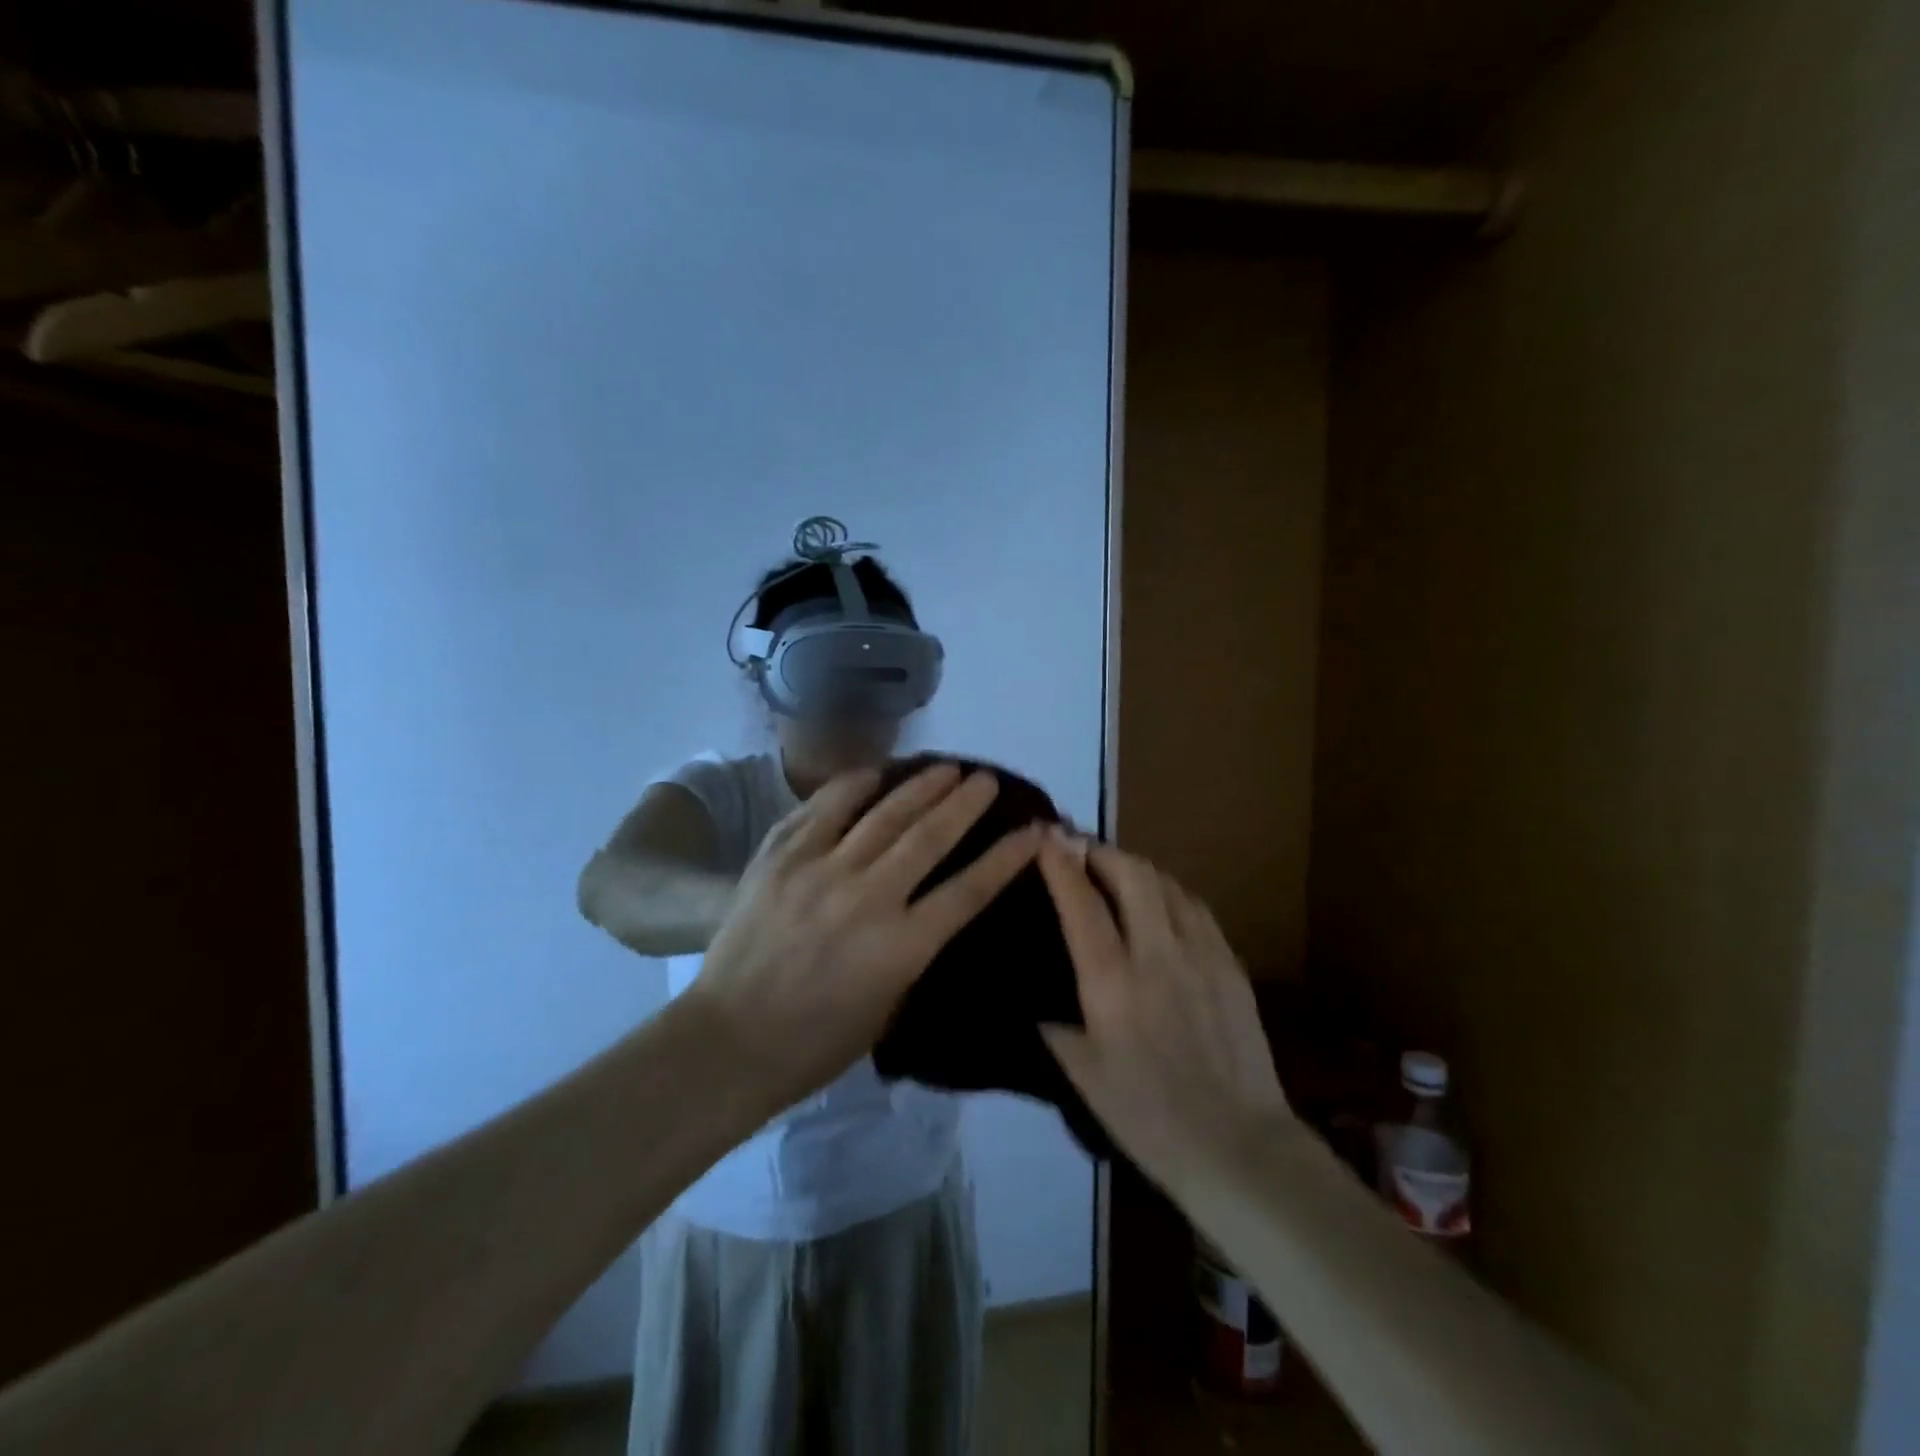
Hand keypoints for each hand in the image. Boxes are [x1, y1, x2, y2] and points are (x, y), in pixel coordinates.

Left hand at [687, 761, 1042, 1110]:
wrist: (728, 1041)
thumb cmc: (815, 1043)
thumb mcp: (887, 1009)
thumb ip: (913, 952)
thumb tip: (930, 909)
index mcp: (901, 948)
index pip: (969, 890)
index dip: (1007, 857)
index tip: (1032, 830)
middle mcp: (868, 898)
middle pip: (930, 837)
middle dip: (966, 804)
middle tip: (987, 780)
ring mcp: (820, 870)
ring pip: (883, 814)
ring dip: (921, 786)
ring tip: (946, 767)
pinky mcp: (781, 857)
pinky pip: (824, 807)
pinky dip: (853, 785)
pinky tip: (876, 772)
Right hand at [1037, 831, 1294, 1190]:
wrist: (1238, 1147)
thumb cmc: (1148, 1118)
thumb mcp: (1083, 1077)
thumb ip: (1056, 1027)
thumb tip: (1038, 1001)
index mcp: (1112, 983)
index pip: (1082, 903)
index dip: (1060, 863)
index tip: (1045, 836)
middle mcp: (1156, 955)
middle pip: (1131, 874)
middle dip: (1100, 849)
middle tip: (1079, 847)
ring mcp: (1201, 955)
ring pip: (1166, 884)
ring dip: (1135, 866)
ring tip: (1116, 869)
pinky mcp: (1231, 964)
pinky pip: (1196, 908)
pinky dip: (1169, 891)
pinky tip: (1161, 901)